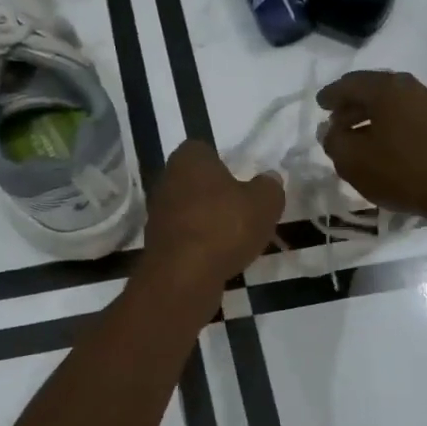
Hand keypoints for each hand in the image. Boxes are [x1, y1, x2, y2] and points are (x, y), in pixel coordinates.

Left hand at [142, 140, 284, 285]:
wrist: (183, 276)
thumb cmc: (224, 226)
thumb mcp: (264, 203)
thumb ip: (269, 186)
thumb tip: (270, 179)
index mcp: (188, 159)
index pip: (204, 149)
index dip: (224, 163)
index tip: (243, 181)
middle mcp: (167, 180)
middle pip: (197, 181)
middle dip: (219, 194)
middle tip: (245, 210)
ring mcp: (158, 213)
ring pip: (192, 210)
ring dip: (211, 220)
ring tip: (238, 238)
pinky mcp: (157, 243)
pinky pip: (186, 236)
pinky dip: (201, 243)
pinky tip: (220, 257)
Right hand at [318, 71, 426, 223]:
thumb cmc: (407, 171)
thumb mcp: (355, 162)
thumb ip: (335, 142)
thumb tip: (330, 131)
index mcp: (387, 89)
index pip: (350, 84)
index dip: (331, 95)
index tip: (320, 105)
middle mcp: (414, 88)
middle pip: (376, 91)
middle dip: (354, 105)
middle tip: (339, 121)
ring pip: (398, 106)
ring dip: (377, 119)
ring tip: (364, 139)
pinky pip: (416, 121)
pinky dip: (398, 129)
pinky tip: (394, 150)